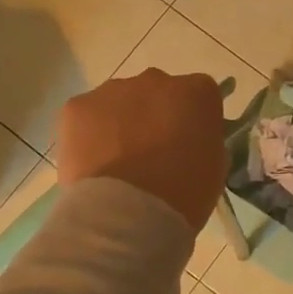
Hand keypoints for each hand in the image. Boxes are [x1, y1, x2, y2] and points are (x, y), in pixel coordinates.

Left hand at [57, 70, 226, 232]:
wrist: (127, 214)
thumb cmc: (183, 194)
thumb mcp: (215, 166)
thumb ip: (204, 139)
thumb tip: (191, 138)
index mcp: (196, 92)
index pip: (199, 94)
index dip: (192, 118)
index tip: (188, 142)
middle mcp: (156, 80)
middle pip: (157, 91)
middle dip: (155, 115)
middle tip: (151, 153)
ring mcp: (114, 90)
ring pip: (120, 100)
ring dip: (121, 122)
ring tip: (118, 162)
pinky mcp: (78, 106)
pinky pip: (87, 115)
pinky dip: (89, 134)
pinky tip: (94, 163)